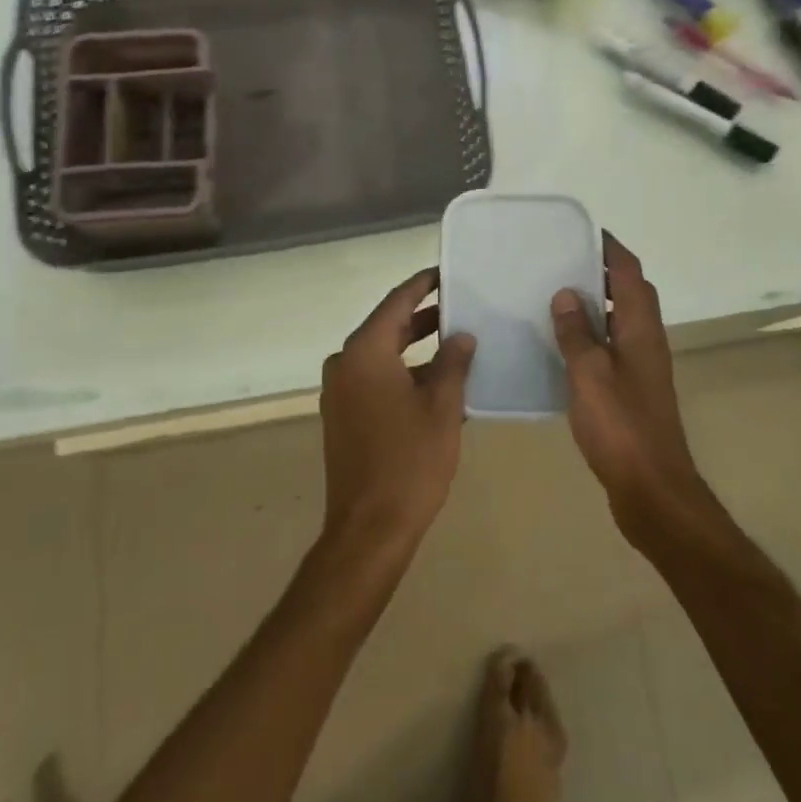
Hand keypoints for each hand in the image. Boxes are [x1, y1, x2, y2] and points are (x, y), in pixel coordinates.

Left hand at [318, 269, 475, 559]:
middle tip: (459, 307)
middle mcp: (345, 363)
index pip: (396, 303)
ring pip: (381, 355)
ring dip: (414, 348)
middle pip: (386, 327)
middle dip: (422, 317)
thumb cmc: (410, 461)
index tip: (444, 273)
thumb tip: (461, 336)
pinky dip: (402, 373)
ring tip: (455, 342)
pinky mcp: (342, 415)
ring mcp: (339, 391)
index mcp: (365, 352)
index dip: (421, 285)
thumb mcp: (441, 407)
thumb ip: (453, 363)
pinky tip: (435, 381)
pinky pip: (374, 379)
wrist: (369, 528)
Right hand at [550, 235, 707, 537]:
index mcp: (640, 329)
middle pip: (629, 292)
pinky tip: (561, 345)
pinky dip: (591, 334)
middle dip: (601, 271)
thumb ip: (576, 333)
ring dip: (595, 303)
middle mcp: (646, 341)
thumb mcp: (589, 374)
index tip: (581, 231)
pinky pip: (611, 346)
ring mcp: (642, 366)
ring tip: (555, 295)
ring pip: (620, 320)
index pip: (629, 273)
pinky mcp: (632, 389)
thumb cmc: (620, 426)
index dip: (609, 248)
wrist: (652, 488)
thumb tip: (565, 293)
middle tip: (560, 261)